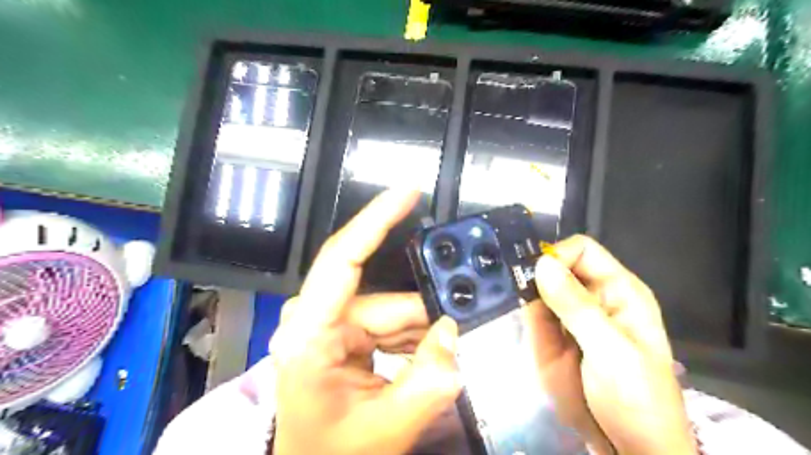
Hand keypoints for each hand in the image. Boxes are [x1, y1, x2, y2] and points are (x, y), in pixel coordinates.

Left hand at [271, 188, 462, 453]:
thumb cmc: (335, 454)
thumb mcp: (387, 427)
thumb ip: (429, 381)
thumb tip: (452, 331)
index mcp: (310, 334)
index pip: (343, 257)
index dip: (377, 219)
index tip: (409, 192)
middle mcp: (316, 317)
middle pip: (386, 299)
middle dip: (424, 318)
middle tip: (453, 342)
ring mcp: (330, 322)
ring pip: (393, 311)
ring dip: (418, 334)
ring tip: (430, 367)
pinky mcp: (343, 330)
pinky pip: (389, 322)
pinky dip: (410, 338)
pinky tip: (416, 362)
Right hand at [530, 237, 692, 452]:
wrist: (631, 448)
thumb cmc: (636, 399)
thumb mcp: (610, 352)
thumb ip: (576, 307)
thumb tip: (541, 264)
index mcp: (619, 291)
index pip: (583, 251)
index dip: (558, 257)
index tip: (534, 276)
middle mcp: (593, 298)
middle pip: (558, 266)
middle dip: (535, 272)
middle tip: (512, 285)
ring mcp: (572, 317)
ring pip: (542, 287)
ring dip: (525, 290)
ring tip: (509, 299)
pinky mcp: (556, 335)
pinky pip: (534, 311)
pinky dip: (523, 308)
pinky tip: (514, 313)